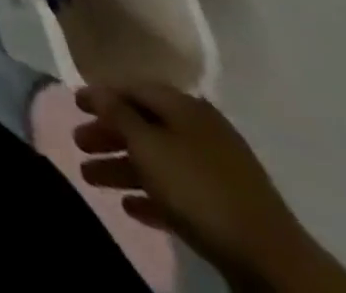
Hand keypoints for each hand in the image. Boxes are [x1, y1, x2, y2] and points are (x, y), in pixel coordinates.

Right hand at [75, 84, 327, 289]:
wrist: (271, 258)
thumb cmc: (199, 188)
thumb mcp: (148, 145)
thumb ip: (118, 113)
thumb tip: (97, 89)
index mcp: (184, 106)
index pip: (133, 88)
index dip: (101, 94)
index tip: (74, 104)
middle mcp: (199, 129)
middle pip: (143, 124)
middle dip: (108, 134)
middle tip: (79, 143)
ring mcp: (215, 168)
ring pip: (157, 159)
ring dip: (122, 167)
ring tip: (91, 178)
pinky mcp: (224, 205)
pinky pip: (177, 191)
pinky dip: (151, 194)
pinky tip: (131, 207)